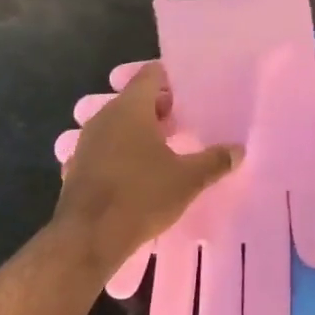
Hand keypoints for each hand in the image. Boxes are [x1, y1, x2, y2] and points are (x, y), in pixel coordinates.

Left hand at [54, 64, 240, 277]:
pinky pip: (104, 149)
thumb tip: (238, 150)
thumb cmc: (141, 196)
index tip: (191, 93)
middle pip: (134, 99)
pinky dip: (121, 153)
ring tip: (166, 148)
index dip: (172, 79)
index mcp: (130, 108)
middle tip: (185, 123)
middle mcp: (104, 117)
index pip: (151, 74)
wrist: (87, 239)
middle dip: (159, 108)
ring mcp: (86, 142)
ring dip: (139, 132)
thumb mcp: (188, 179)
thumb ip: (214, 161)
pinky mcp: (77, 167)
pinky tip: (138, 173)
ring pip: (118, 124)